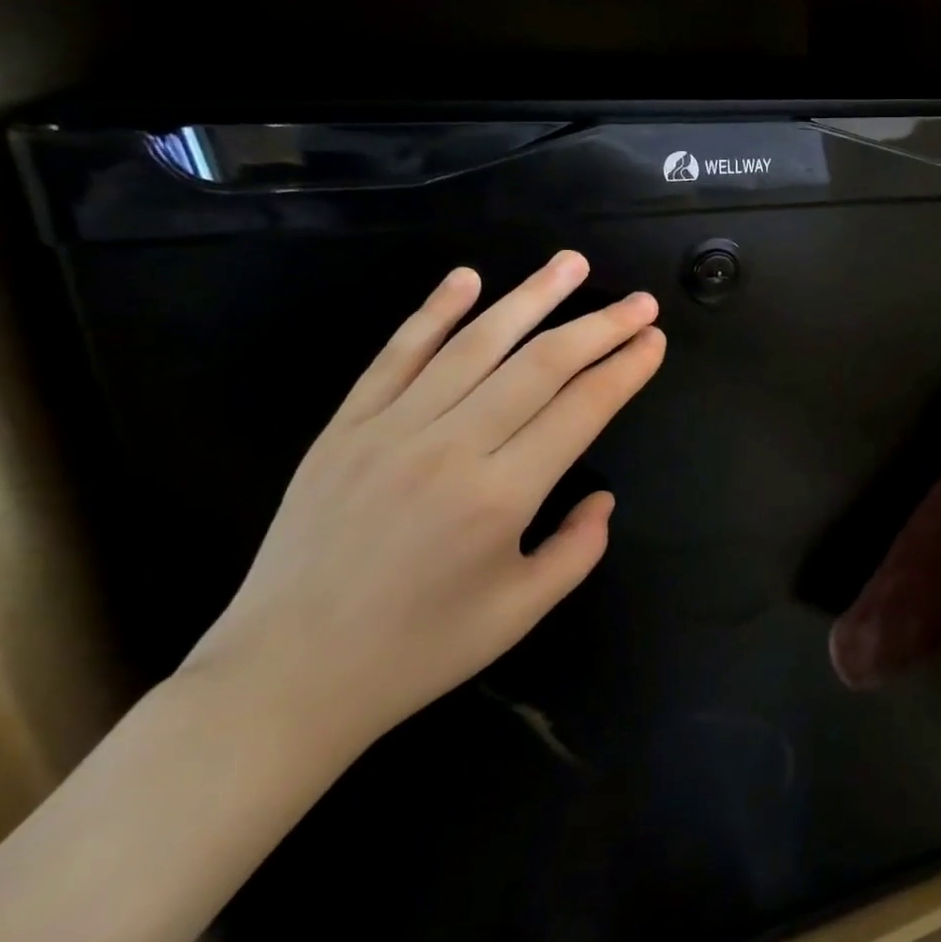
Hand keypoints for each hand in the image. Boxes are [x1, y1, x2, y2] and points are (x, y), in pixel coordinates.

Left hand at [180, 253, 664, 759]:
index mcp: (500, 496)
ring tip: (570, 264)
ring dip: (530, 298)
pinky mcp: (345, 427)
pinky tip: (468, 278)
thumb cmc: (417, 650)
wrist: (285, 677)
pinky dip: (434, 312)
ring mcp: (390, 429)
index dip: (624, 369)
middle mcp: (450, 448)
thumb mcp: (520, 612)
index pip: (581, 409)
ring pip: (475, 344)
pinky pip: (397, 355)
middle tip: (640, 302)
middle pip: (540, 365)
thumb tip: (603, 497)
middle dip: (599, 327)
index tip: (654, 340)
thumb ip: (577, 549)